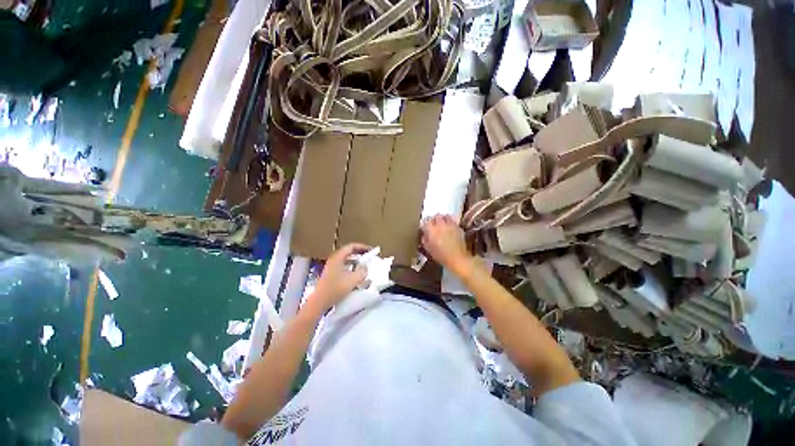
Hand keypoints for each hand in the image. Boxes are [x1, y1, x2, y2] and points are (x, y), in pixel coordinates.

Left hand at [306, 244, 369, 315]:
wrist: (319, 302)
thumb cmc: (336, 289)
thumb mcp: (353, 280)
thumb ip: (362, 272)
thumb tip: (365, 267)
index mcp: (338, 257)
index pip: (351, 247)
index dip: (362, 247)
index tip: (371, 250)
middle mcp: (334, 259)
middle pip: (348, 252)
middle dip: (359, 253)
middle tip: (369, 256)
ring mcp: (331, 267)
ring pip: (346, 260)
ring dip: (355, 261)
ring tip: (364, 265)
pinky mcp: (330, 274)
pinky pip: (343, 266)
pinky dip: (351, 267)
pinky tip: (356, 274)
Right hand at [421, 214, 473, 273]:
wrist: (457, 258)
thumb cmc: (441, 256)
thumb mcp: (429, 249)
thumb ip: (425, 240)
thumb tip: (425, 235)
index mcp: (431, 229)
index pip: (426, 220)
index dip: (425, 223)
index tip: (424, 226)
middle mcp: (441, 224)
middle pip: (436, 216)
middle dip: (434, 219)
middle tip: (433, 224)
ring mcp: (451, 225)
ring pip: (446, 216)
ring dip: (443, 219)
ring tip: (442, 223)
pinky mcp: (458, 227)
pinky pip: (453, 222)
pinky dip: (450, 223)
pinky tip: (450, 229)